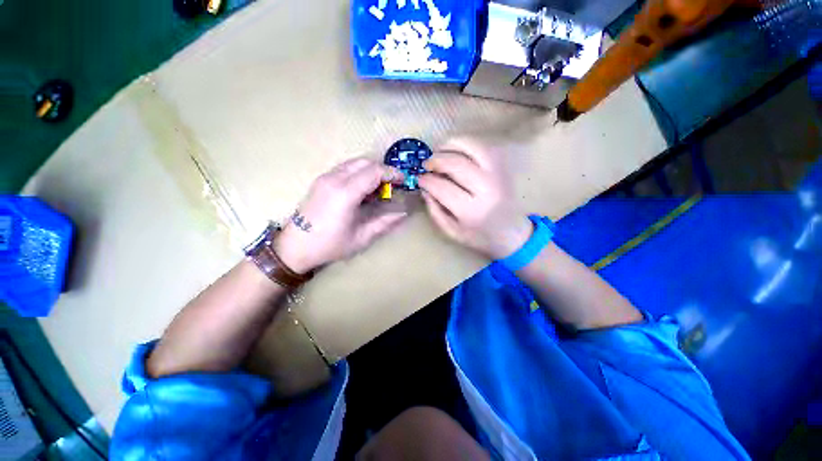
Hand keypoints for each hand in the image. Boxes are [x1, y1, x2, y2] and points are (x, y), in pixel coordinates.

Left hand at [273, 158, 406, 272]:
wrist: (294, 246)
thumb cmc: (329, 245)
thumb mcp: (361, 237)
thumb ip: (384, 223)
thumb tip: (403, 214)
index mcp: (345, 193)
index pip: (374, 171)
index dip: (392, 173)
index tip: (404, 180)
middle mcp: (334, 179)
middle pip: (364, 162)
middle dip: (383, 170)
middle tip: (393, 185)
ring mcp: (325, 177)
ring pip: (354, 163)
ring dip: (370, 170)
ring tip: (379, 187)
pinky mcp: (320, 180)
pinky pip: (345, 168)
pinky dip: (359, 172)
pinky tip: (362, 189)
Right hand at [418, 138, 531, 259]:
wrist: (512, 233)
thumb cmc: (479, 236)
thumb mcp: (452, 232)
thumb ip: (435, 211)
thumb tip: (424, 188)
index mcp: (471, 211)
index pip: (442, 187)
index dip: (427, 180)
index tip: (419, 178)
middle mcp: (486, 189)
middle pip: (457, 164)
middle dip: (436, 160)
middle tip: (426, 164)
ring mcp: (498, 175)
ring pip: (473, 147)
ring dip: (451, 144)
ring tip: (439, 151)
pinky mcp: (504, 167)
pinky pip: (484, 146)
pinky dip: (467, 143)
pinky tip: (457, 150)